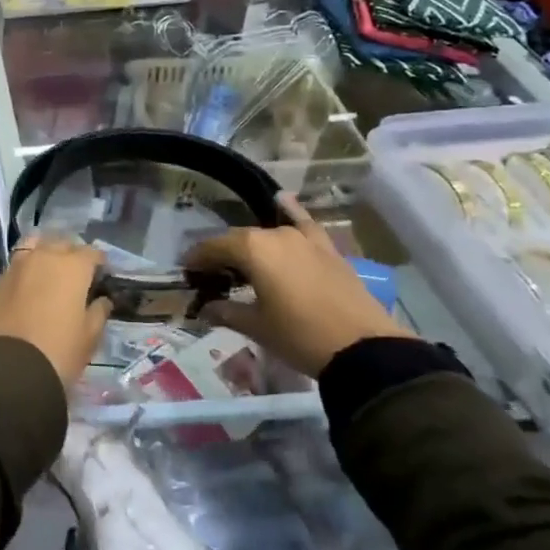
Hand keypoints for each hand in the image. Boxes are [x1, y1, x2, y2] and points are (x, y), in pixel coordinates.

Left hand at [0, 234, 111, 387]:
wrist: (10, 371)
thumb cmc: (60, 352)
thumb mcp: (90, 337)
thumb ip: (98, 312)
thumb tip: (101, 300)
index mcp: (71, 266)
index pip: (92, 253)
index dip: (99, 263)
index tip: (101, 277)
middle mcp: (42, 257)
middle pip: (60, 243)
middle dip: (70, 254)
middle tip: (75, 276)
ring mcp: (13, 268)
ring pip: (31, 248)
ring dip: (42, 255)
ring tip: (47, 275)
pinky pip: (12, 271)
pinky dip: (21, 277)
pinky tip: (22, 293)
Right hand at [183, 195, 410, 377]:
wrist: (363, 349)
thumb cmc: (299, 336)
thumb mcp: (256, 327)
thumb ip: (226, 311)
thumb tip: (204, 308)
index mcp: (252, 249)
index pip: (213, 247)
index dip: (197, 258)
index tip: (186, 271)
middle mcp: (275, 234)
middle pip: (239, 239)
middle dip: (221, 254)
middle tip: (210, 273)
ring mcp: (304, 238)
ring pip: (268, 234)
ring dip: (251, 245)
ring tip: (243, 261)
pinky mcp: (327, 248)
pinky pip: (304, 223)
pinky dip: (291, 212)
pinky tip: (283, 200)